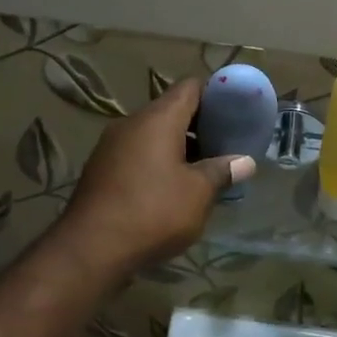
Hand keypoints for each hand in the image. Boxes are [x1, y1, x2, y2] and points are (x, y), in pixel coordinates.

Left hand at [58, 78, 255, 275]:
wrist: (90, 249)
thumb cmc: (153, 212)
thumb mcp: (198, 193)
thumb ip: (222, 171)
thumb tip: (245, 161)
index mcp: (157, 119)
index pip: (190, 87)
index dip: (215, 95)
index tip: (234, 113)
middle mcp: (131, 124)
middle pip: (171, 111)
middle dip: (199, 127)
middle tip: (224, 147)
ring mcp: (111, 146)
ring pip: (152, 136)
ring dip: (178, 148)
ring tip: (202, 172)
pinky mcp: (100, 170)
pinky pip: (136, 155)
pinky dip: (157, 164)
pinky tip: (171, 190)